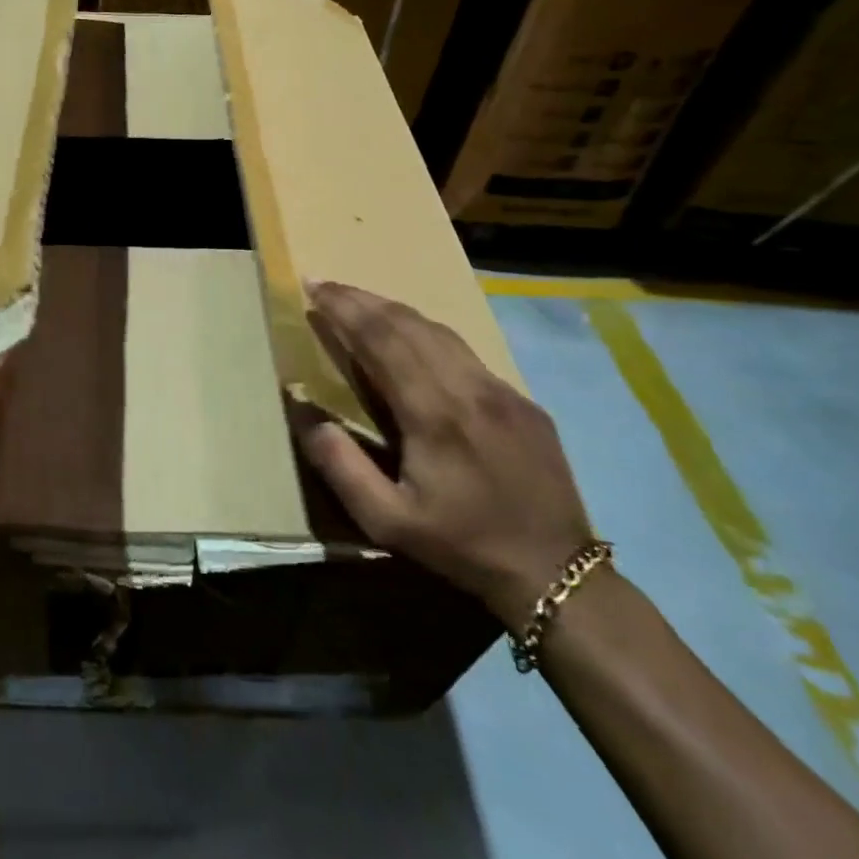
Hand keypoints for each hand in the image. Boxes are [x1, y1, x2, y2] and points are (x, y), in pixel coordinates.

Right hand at [295, 280, 592, 631]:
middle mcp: (468, 388)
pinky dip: (426, 333)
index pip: (381, 338)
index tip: (313, 285)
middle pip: (408, 323)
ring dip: (394, 309)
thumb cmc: (461, 545)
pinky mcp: (522, 401)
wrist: (556, 573)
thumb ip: (340, 464)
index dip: (344, 307)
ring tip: (360, 301)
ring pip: (440, 330)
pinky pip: (465, 352)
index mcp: (433, 413)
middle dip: (362, 298)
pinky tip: (412, 339)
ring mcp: (501, 390)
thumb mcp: (387, 520)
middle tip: (326, 284)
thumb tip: (303, 409)